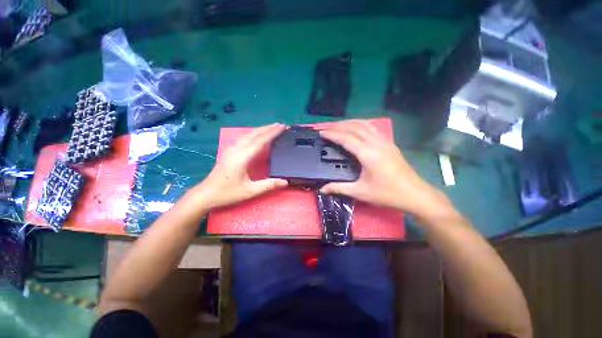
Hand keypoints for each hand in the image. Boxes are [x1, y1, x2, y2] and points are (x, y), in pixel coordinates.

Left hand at [193, 123, 287, 209]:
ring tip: (272, 127)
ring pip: (248, 134)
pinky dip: (254, 134)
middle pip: (254, 134)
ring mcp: (231, 149)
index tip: (282, 127)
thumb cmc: (227, 193)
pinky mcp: (229, 152)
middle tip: (281, 125)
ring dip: (261, 129)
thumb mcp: (249, 191)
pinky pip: (244, 138)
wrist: (205, 194)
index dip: (272, 133)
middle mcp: (236, 149)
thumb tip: (285, 181)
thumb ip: (268, 185)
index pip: (260, 141)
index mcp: (242, 157)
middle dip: (268, 128)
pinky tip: (257, 135)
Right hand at [319, 120, 454, 220]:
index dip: (332, 134)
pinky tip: (356, 129)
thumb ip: (339, 188)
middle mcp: (377, 143)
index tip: (321, 133)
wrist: (415, 194)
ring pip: (365, 125)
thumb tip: (322, 189)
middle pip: (355, 127)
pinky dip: (361, 125)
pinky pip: (373, 128)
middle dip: (339, 125)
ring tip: (339, 125)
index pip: (346, 139)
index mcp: (368, 154)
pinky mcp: (390, 144)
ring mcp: (385, 142)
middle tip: (327, 128)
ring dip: (351, 122)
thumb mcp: (360, 192)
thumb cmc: (387, 194)